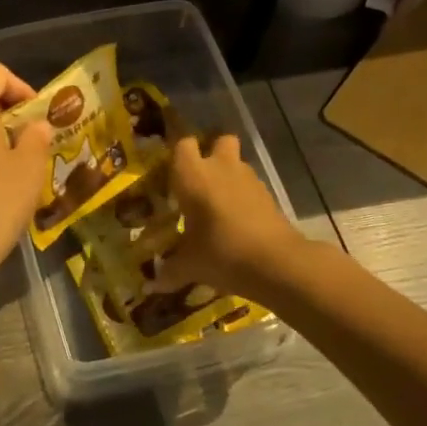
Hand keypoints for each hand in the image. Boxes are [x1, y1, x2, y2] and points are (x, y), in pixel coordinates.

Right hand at [153, 134, 303, 297]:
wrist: (276, 263)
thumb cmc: (221, 253)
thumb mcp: (190, 265)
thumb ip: (169, 271)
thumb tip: (150, 285)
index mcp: (193, 175)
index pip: (182, 144)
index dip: (178, 153)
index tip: (171, 171)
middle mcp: (220, 168)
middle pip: (218, 140)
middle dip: (211, 152)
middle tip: (200, 178)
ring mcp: (248, 179)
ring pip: (236, 163)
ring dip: (228, 176)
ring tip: (217, 205)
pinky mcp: (268, 195)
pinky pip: (250, 186)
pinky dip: (244, 196)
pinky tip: (237, 221)